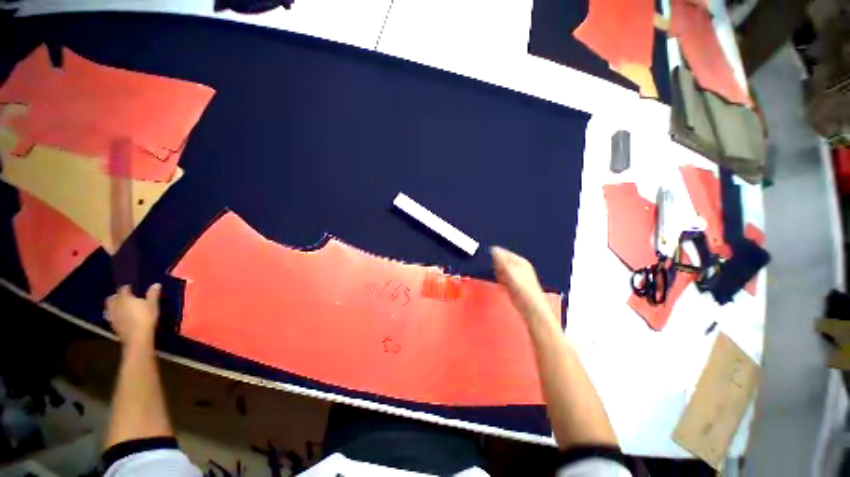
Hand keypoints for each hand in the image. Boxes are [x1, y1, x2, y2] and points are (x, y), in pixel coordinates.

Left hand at [105, 284, 160, 348]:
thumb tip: (156, 284)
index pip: (123, 290)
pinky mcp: (113, 324)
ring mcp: (113, 315)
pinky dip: (113, 314)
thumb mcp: (153, 305)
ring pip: (109, 307)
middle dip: (116, 296)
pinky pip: (110, 316)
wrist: (137, 336)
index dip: (126, 288)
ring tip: (117, 305)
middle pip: (113, 298)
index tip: (129, 287)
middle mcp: (116, 305)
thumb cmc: (146, 317)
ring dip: (112, 305)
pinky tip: (117, 316)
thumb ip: (153, 294)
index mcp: (125, 298)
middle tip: (121, 296)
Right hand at [491, 247, 552, 321]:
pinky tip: (502, 284)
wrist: (530, 306)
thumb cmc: (523, 289)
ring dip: (498, 273)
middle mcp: (518, 266)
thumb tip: (494, 249)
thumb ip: (502, 260)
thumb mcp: (510, 272)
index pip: (504, 252)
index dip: (495, 256)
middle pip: (502, 261)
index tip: (490, 261)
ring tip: (502, 280)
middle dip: (497, 266)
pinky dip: (500, 279)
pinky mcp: (512, 283)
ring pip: (501, 269)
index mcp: (520, 261)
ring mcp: (516, 275)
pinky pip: (502, 277)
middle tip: (498, 273)